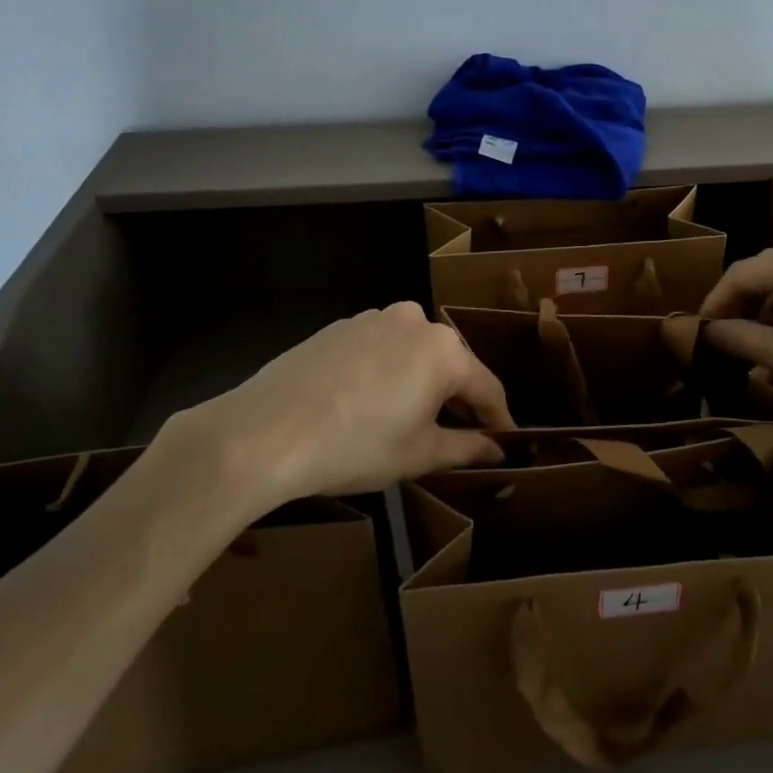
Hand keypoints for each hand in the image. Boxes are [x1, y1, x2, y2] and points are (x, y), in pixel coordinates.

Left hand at [156, 302, 512, 510]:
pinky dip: (390, 372)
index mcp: (444, 351)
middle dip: (461, 399)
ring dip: (424, 383)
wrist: (266, 431)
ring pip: (416, 353)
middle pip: (453, 364)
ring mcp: (376, 318)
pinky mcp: (343, 325)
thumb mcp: (418, 454)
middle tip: (462, 436)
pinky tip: (372, 403)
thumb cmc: (355, 446)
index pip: (488, 388)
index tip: (505, 443)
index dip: (499, 420)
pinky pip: (383, 348)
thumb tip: (497, 448)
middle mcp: (417, 322)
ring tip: (413, 421)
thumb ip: (466, 447)